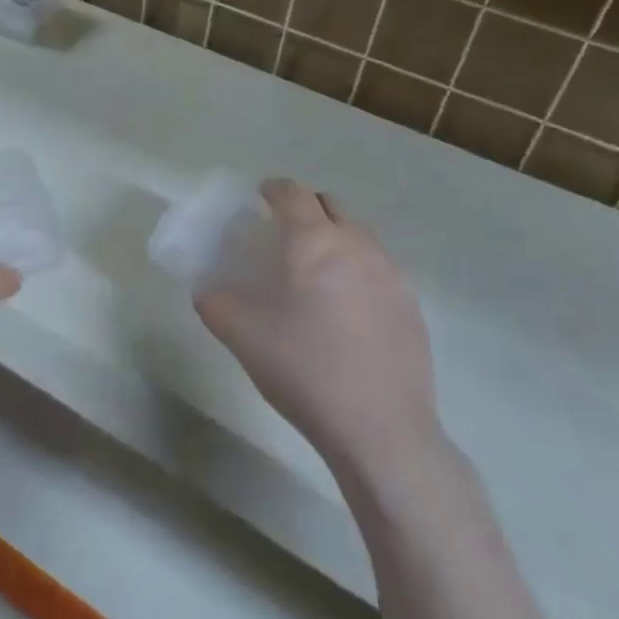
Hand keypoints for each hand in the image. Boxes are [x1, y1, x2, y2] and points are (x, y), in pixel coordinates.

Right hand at [193, 179, 442, 479]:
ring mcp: (391, 273)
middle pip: (330, 206)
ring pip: (360, 235)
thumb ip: (215, 304)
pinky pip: (379, 269)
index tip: (260, 198)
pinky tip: (347, 311)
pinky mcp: (411, 305)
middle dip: (306, 208)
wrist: (380, 429)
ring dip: (335, 238)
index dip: (273, 189)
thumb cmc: (303, 370)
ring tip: (316, 272)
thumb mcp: (241, 336)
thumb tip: (207, 291)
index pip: (293, 193)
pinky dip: (358, 270)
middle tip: (284, 234)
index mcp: (313, 242)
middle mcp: (356, 245)